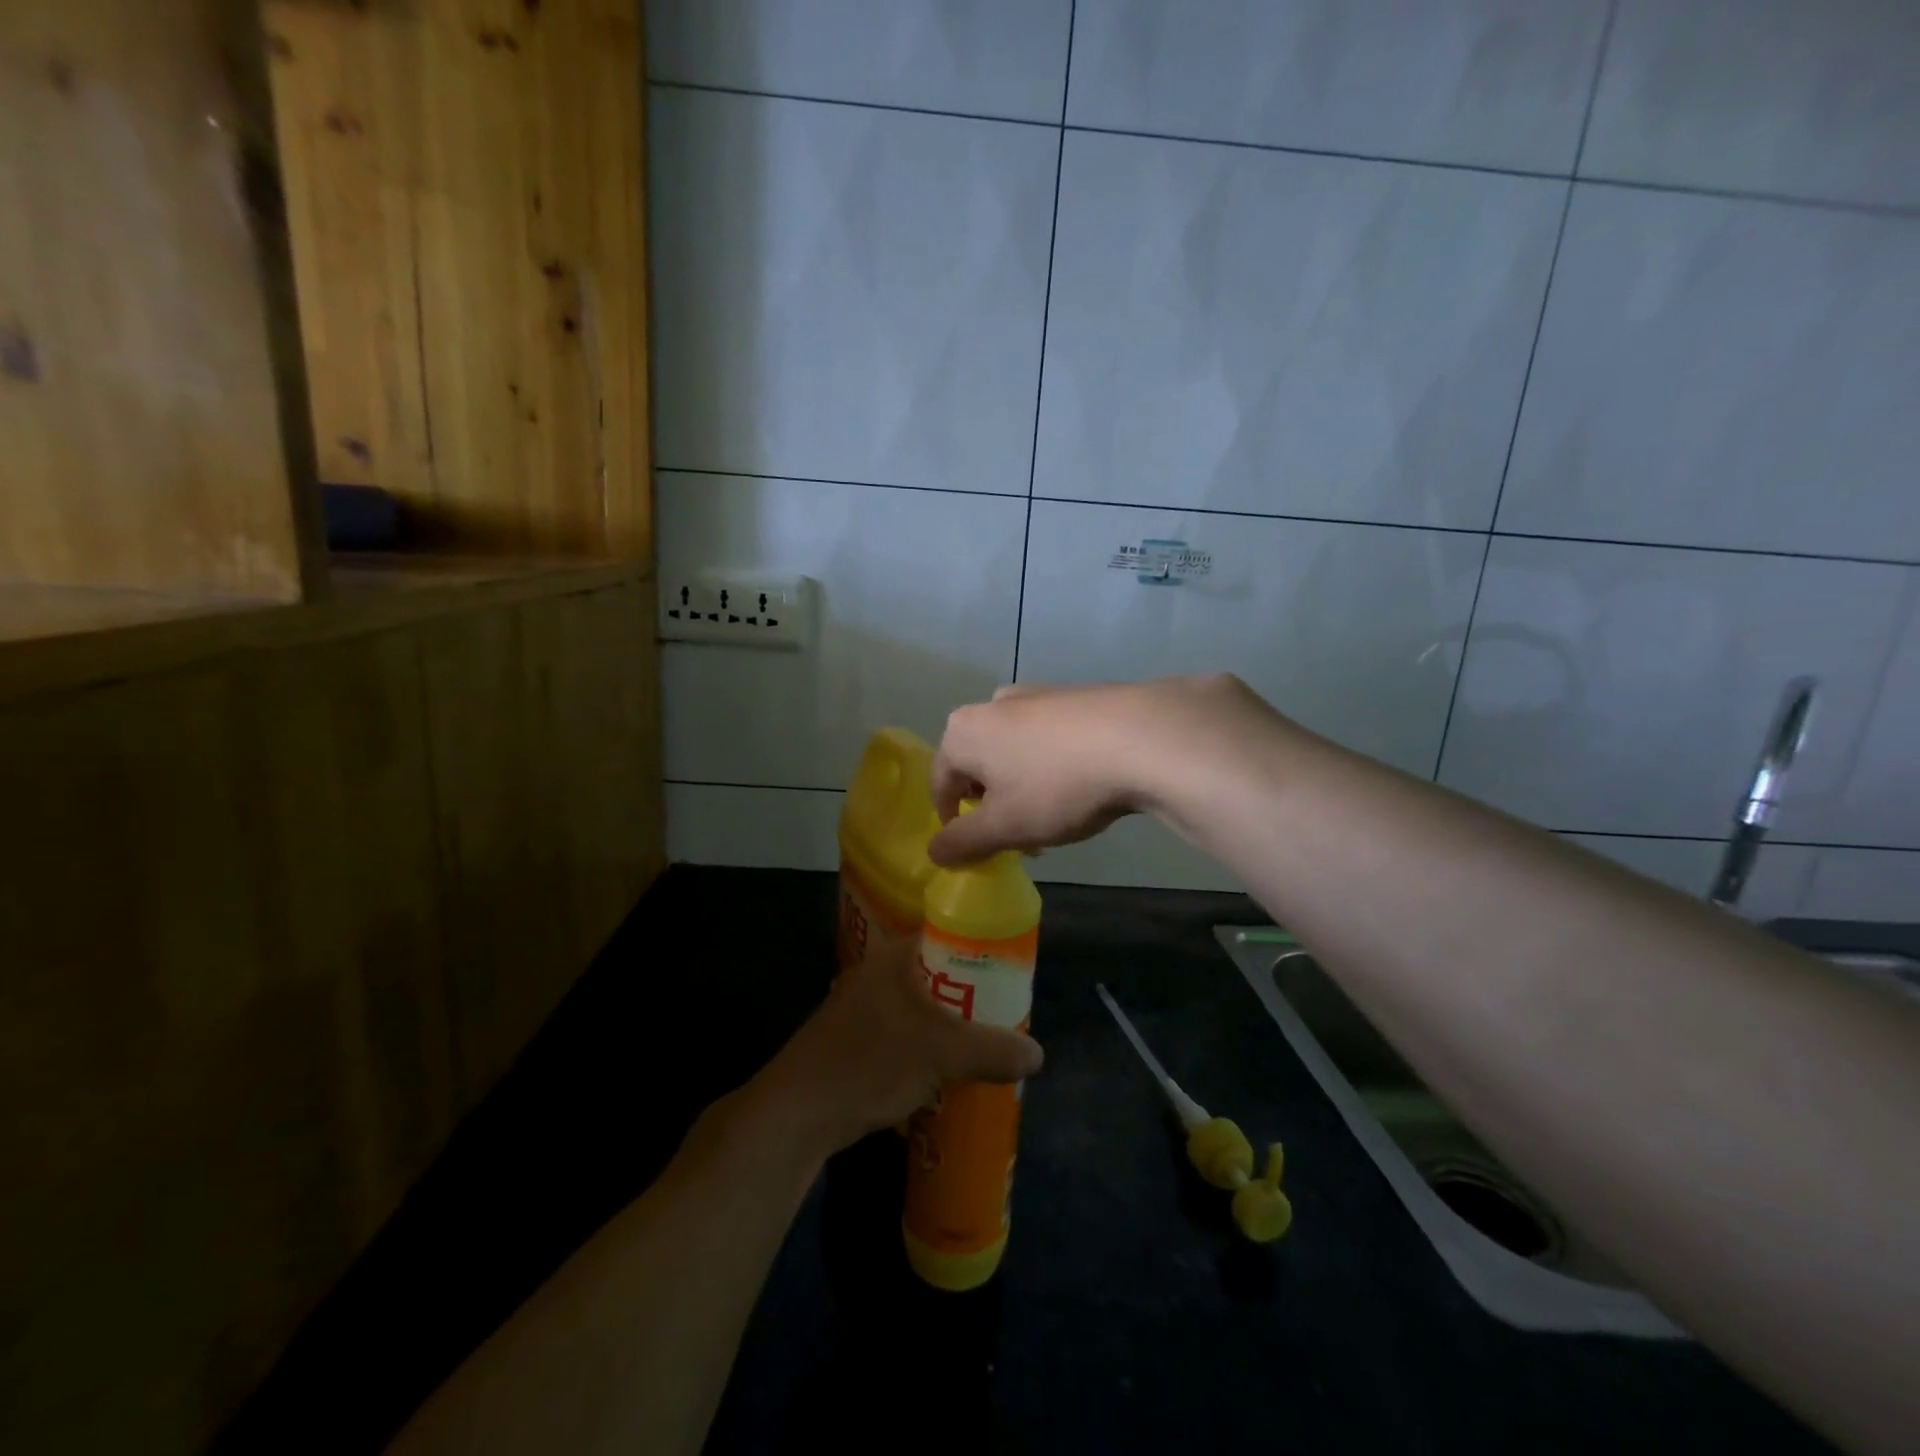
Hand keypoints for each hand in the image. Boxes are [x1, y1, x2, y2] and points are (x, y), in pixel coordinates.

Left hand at [740, 936, 1043, 1161]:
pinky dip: (928, 1044)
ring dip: (951, 1024)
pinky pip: (905, 1030)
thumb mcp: (941, 1056)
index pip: (950, 935)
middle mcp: (879, 971)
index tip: (1013, 976)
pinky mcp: (856, 1037)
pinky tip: (946, 1069)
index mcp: (896, 956)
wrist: (798, 1111)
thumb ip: (992, 1051)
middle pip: (940, 972)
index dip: (984, 951)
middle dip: (973, 995)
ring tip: (985, 1045)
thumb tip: (1037, 1055)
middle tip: (1006, 1016)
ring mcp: (864, 1005)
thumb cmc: (870, 1063)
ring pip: (923, 1005)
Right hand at [929, 674, 1267, 865]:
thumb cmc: (1058, 785)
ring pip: (1016, 750)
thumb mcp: (1004, 826)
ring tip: (1055, 814)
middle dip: (993, 803)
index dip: (952, 822)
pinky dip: (1054, 764)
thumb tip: (935, 851)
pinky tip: (1084, 784)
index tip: (975, 849)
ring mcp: (1038, 694)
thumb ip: (962, 842)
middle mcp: (994, 705)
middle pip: (979, 764)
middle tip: (1019, 835)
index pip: (941, 783)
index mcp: (964, 731)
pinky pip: (1051, 737)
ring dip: (1024, 785)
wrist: (1143, 736)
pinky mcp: (1077, 695)